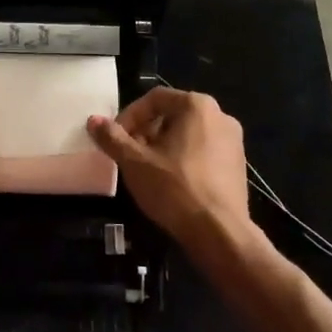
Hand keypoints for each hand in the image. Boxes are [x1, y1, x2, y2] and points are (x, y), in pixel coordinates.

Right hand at [87, 89, 251, 248]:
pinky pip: (204, 151)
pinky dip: (184, 159)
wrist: (220, 233)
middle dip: (146, 132)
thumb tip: (93, 120)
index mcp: (197, 106)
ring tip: (148, 170)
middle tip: (130, 155)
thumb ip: (112, 138)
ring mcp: (234, 141)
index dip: (130, 116)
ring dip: (164, 146)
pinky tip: (172, 183)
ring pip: (188, 134)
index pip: (154, 99)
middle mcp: (221, 115)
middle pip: (173, 114)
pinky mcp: (238, 165)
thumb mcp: (135, 162)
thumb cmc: (175, 189)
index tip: (116, 139)